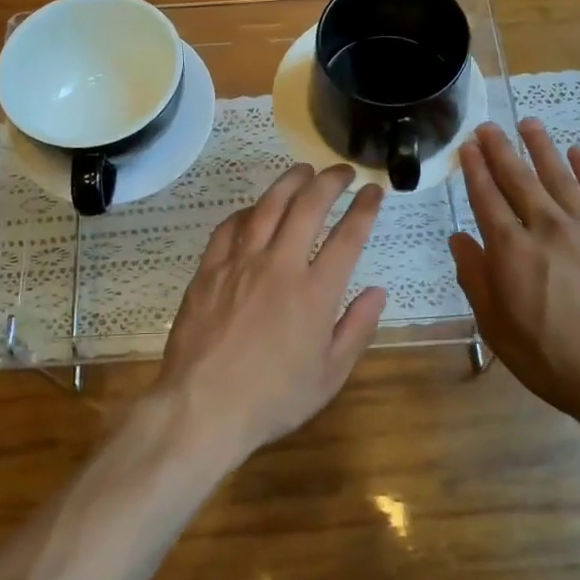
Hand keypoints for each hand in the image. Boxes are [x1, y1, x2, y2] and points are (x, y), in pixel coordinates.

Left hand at [153, 164, 387, 465]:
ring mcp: (240, 263)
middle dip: (330, 182)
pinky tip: (254, 209)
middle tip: (342, 171)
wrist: (202, 407)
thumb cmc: (273, 399)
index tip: (373, 190)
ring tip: (303, 171)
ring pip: (267, 206)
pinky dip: (247, 211)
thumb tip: (377, 291)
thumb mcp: (329, 375)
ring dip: (289, 182)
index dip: (364, 208)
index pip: (348, 236)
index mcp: (315, 293)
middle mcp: (280, 266)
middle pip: (308, 206)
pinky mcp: (210, 269)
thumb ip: (356, 329)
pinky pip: (229, 227)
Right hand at [450, 120, 579, 456]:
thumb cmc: (552, 360)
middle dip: (501, 150)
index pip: (487, 198)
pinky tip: (578, 153)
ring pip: (560, 176)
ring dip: (542, 147)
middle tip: (488, 127)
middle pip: (520, 179)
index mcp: (512, 251)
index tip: (467, 147)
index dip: (475, 170)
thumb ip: (475, 277)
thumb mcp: (497, 328)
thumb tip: (459, 238)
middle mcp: (548, 228)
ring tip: (529, 124)